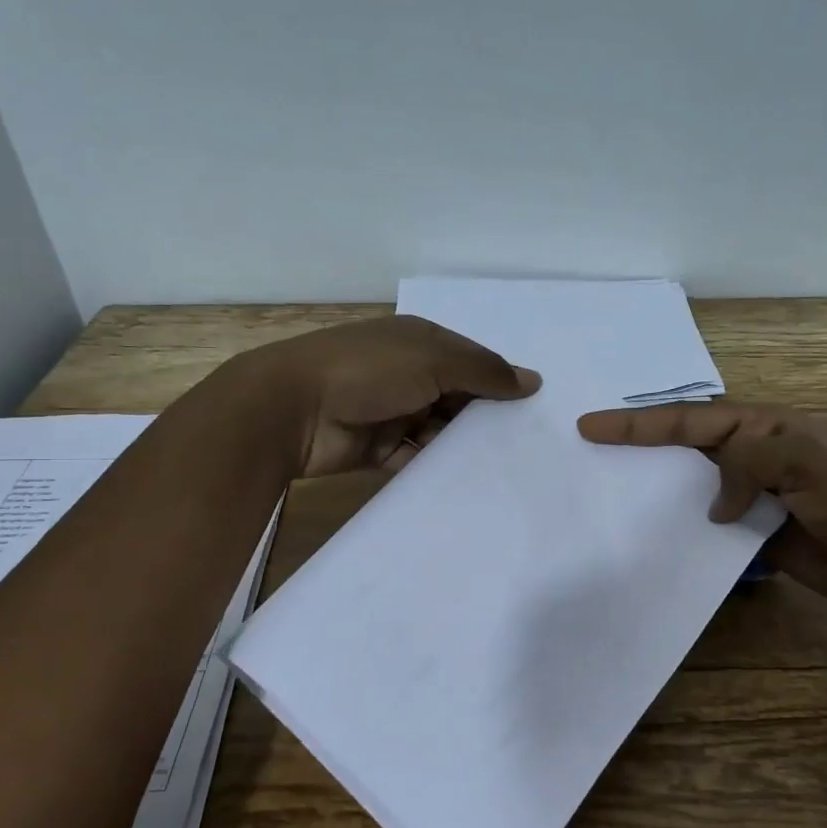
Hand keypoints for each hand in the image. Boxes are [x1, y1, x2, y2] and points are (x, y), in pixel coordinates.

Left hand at [223, 316, 539, 477]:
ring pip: (440, 431)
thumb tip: (533, 381)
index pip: (471, 361)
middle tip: (528, 445)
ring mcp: (392, 412)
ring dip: (463, 446)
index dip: (500, 381)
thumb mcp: (434, 360)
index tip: (534, 409)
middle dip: (485, 418)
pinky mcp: (378, 449)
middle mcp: (408, 374)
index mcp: (420, 343)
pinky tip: (469, 484)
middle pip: (458, 397)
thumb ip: (484, 370)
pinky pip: (417, 460)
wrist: (292, 409)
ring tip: (506, 469)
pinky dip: (437, 469)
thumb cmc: (369, 371)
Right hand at [577, 402, 826, 621]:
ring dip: (658, 486)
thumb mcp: (807, 464)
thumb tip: (714, 505)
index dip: (639, 423)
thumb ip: (749, 464)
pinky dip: (684, 525)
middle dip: (640, 444)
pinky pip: (710, 523)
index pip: (691, 418)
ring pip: (693, 484)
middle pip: (686, 444)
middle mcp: (754, 455)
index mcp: (766, 427)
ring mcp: (754, 495)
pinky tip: (655, 532)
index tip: (591, 426)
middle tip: (590, 449)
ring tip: (612, 491)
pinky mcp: (755, 533)